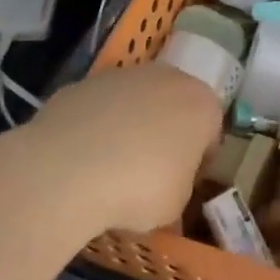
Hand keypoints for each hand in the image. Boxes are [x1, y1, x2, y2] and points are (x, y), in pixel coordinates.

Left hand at [25, 62, 222, 235]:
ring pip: (134, 102)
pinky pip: (99, 108)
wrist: (69, 169)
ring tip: (109, 167)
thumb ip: (180, 184)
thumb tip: (167, 182)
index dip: (198, 160)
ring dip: (128, 126)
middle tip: (149, 171)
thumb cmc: (140, 188)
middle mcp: (168, 78)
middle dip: (164, 133)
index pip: (210, 131)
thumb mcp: (176, 204)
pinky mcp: (84, 82)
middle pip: (173, 106)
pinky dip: (95, 127)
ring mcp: (123, 75)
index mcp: (202, 104)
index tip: (183, 182)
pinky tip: (81, 158)